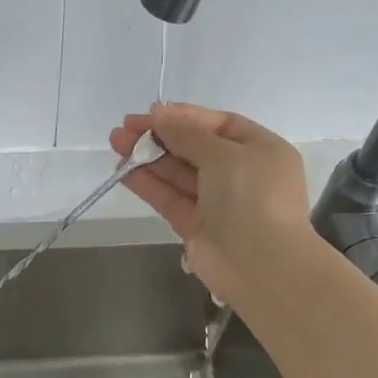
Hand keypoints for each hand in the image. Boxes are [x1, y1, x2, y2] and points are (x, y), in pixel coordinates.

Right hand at [111, 102, 316, 304]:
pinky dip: (148, 184)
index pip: (220, 125)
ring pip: (179, 174)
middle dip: (160, 137)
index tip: (152, 112)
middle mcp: (241, 174)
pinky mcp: (197, 226)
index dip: (186, 117)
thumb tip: (160, 113)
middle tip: (124, 128)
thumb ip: (188, 135)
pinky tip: (123, 171)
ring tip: (116, 143)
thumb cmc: (252, 197)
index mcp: (261, 151)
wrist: (261, 265)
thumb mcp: (224, 155)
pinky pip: (171, 198)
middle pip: (195, 148)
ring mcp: (218, 202)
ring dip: (148, 158)